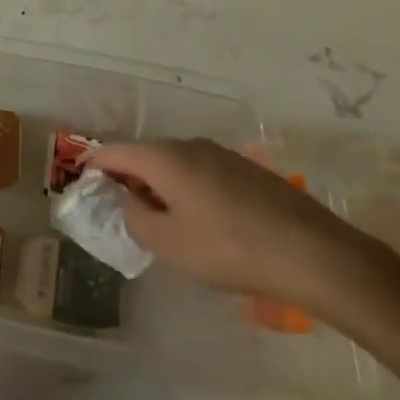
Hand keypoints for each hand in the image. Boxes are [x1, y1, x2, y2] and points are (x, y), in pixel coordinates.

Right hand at [90, 140, 384, 312]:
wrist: (315, 253)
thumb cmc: (230, 249)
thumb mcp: (169, 244)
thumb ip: (134, 218)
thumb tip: (127, 201)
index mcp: (164, 157)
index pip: (113, 151)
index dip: (93, 166)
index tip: (84, 187)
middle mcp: (189, 145)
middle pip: (145, 155)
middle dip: (128, 178)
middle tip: (121, 210)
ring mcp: (222, 154)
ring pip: (175, 164)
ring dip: (160, 185)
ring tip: (161, 220)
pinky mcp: (248, 170)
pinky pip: (201, 172)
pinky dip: (188, 189)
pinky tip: (201, 221)